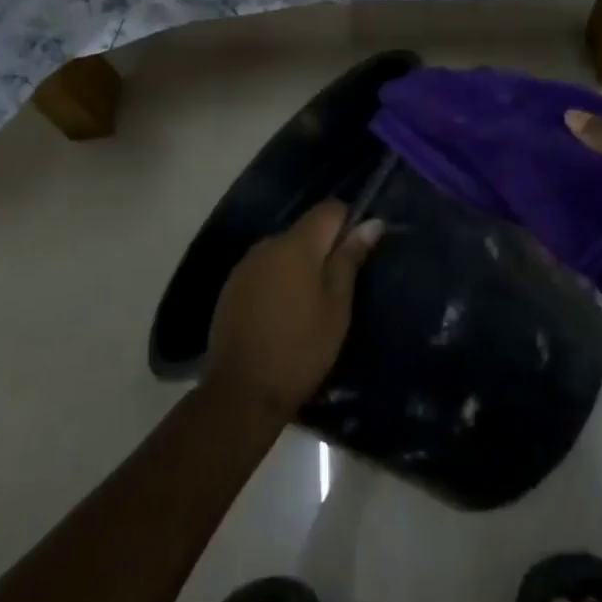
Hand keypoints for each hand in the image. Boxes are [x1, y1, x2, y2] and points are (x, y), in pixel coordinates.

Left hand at [204, 200, 383, 421]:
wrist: (241, 392)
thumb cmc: (300, 348)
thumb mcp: (336, 306)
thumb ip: (349, 259)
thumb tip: (371, 222)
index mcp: (296, 244)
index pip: (329, 209)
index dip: (349, 223)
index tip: (357, 255)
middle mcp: (267, 244)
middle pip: (305, 230)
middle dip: (325, 249)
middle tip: (339, 288)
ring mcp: (245, 266)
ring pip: (284, 251)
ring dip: (301, 266)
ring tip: (312, 305)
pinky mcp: (231, 288)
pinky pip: (265, 270)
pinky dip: (279, 281)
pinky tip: (284, 314)